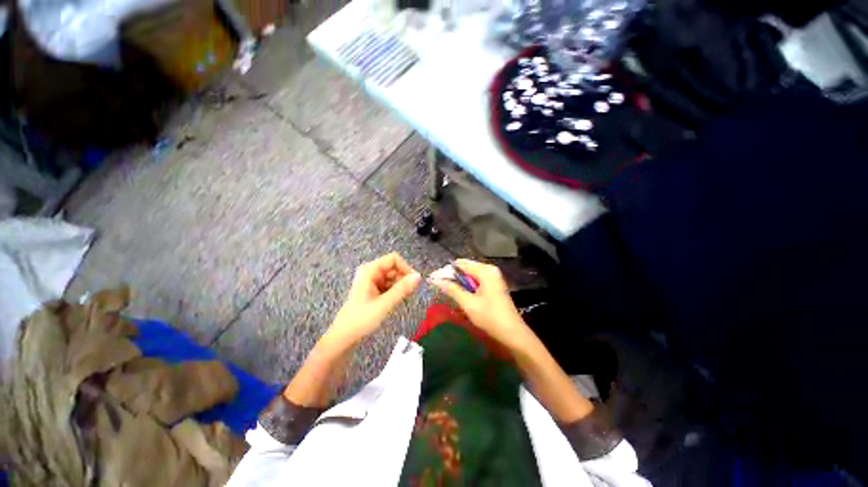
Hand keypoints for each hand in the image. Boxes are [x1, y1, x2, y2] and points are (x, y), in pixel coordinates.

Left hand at [326, 252, 420, 346]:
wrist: (344, 337)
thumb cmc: (362, 319)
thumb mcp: (384, 303)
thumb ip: (402, 289)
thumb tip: (418, 277)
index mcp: (370, 270)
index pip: (394, 259)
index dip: (406, 268)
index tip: (414, 282)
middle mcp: (371, 272)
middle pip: (394, 268)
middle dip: (403, 279)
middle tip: (407, 295)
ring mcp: (372, 281)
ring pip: (393, 277)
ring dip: (400, 287)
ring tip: (397, 301)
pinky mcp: (374, 290)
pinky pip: (389, 285)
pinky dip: (395, 292)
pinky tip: (393, 302)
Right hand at [428, 259, 530, 349]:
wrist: (512, 333)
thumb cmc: (490, 317)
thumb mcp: (468, 303)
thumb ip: (452, 289)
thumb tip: (436, 280)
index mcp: (485, 271)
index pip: (461, 264)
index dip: (446, 270)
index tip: (433, 279)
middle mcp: (490, 270)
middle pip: (466, 268)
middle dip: (452, 276)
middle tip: (438, 285)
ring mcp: (493, 277)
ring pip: (470, 275)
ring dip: (458, 281)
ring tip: (446, 290)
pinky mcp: (493, 285)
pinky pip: (476, 280)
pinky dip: (467, 285)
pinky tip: (460, 293)